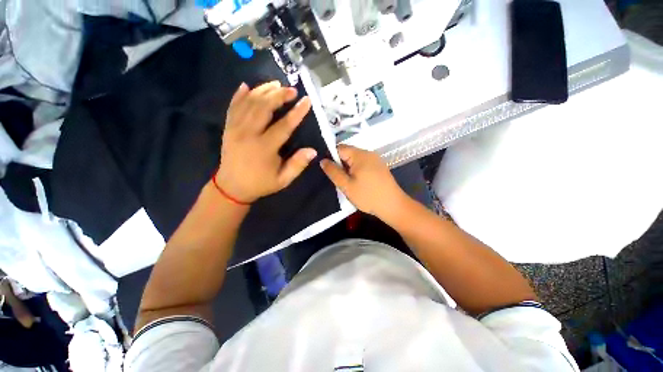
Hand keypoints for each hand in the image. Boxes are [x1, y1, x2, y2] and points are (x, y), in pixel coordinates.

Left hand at [215, 81, 315, 202]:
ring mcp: (235, 129)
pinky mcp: (228, 128)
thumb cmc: (261, 183)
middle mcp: (248, 134)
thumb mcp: (283, 179)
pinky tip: (247, 86)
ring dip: (263, 90)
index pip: (284, 125)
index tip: (307, 101)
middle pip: (264, 107)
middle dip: (279, 95)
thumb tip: (313, 151)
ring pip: (249, 103)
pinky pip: (233, 106)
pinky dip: (240, 95)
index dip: (297, 112)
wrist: (232, 187)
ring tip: (276, 84)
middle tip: (292, 90)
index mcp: (264, 148)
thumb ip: (298, 165)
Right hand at [320, 145, 407, 220]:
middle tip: (339, 180)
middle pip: (348, 153)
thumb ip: (333, 172)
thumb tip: (323, 160)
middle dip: (341, 164)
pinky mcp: (379, 167)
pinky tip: (358, 183)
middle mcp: (368, 153)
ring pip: (355, 160)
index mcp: (360, 155)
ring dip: (349, 169)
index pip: (339, 148)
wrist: (393, 206)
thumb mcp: (346, 185)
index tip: (329, 171)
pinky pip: (363, 164)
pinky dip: (357, 171)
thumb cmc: (368, 196)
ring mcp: (375, 160)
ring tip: (348, 183)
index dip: (331, 157)